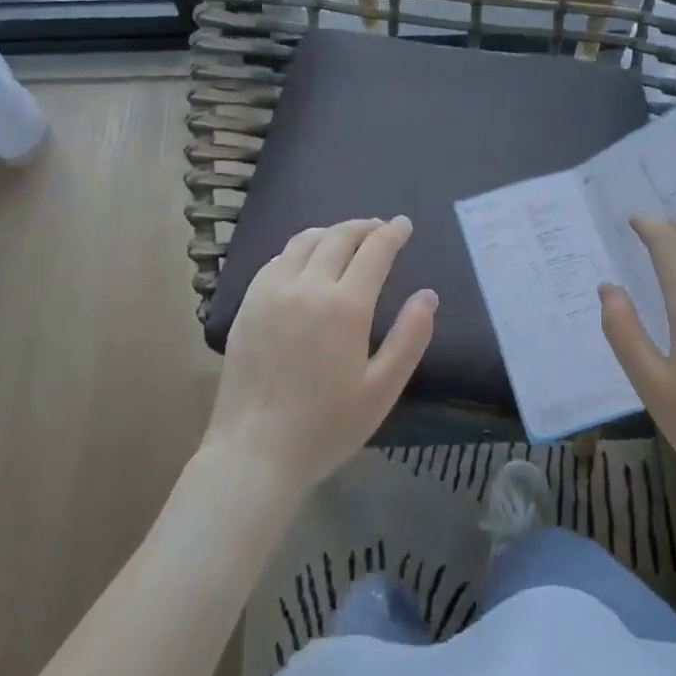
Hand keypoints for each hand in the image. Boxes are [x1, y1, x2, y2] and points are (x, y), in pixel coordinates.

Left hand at [205, 216, 435, 495]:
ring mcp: (271, 291)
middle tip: (379, 228)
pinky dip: (300, 249)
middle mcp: (306, 286)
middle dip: (364, 227)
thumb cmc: (326, 426)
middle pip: (338, 238)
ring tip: (346, 238)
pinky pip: (277, 259)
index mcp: (344, 306)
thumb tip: (428, 295)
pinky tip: (305, 260)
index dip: (392, 233)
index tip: (404, 224)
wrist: (255, 451)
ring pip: (304, 241)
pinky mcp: (247, 303)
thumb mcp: (382, 389)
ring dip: (331, 233)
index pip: (374, 251)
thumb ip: (410, 337)